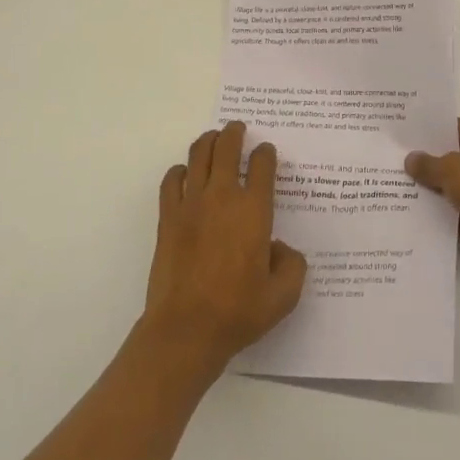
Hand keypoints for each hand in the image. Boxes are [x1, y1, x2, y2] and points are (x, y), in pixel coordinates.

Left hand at [141, 122, 306, 375]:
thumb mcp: (283, 296)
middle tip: (238, 128)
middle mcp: (223, 197)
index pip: (262, 164)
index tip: (266, 153)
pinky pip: (172, 180)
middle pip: (227, 147)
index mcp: (254, 210)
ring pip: (198, 155)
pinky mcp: (168, 217)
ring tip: (213, 139)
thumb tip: (280, 248)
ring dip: (208, 141)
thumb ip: (292, 265)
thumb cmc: (238, 312)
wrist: (186, 330)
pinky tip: (184, 175)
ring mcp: (191, 204)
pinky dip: (179, 171)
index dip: (266, 153)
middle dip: (234, 133)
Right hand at [405, 119, 459, 274]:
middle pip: (459, 159)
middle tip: (400, 170)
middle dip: (434, 168)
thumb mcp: (452, 169)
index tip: (406, 144)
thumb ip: (429, 164)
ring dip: (441, 196)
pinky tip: (422, 221)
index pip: (457, 129)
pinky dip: (451, 219)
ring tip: (404, 195)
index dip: (432, 137)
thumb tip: (411, 159)